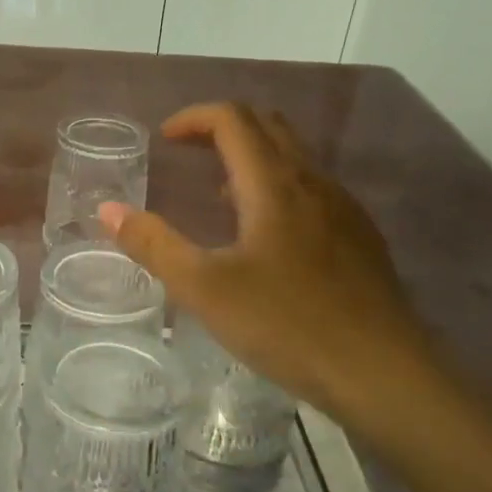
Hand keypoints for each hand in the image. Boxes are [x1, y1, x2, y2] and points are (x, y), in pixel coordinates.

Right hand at [101, 103, 432, 421]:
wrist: (383, 373)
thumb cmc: (286, 325)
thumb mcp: (204, 289)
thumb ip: (154, 245)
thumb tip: (108, 210)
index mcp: (274, 184)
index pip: (233, 119)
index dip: (193, 118)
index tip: (164, 140)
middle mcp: (313, 182)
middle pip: (268, 126)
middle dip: (223, 129)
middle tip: (188, 157)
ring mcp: (344, 209)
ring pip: (294, 158)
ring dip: (251, 160)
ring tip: (219, 199)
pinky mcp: (360, 238)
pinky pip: (312, 190)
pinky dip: (278, 189)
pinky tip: (266, 241)